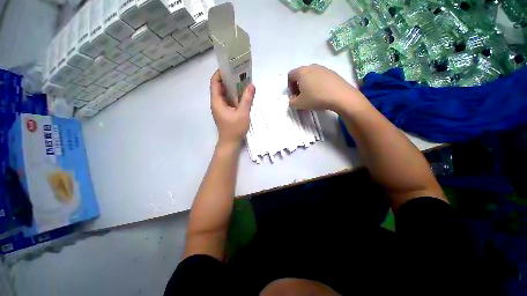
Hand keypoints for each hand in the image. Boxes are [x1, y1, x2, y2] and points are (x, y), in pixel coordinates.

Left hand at [210, 70, 254, 145]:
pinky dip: (234, 96)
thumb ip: (246, 99)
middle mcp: (216, 103)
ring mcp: (220, 108)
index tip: (230, 67)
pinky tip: (242, 95)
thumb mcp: (243, 113)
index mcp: (217, 102)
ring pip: (224, 94)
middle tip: (239, 74)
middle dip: (228, 79)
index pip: (214, 82)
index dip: (220, 73)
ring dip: (232, 88)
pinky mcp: (225, 112)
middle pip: (219, 87)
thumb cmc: (235, 129)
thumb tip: (251, 85)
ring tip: (242, 83)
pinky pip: (228, 100)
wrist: (230, 143)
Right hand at [288, 64, 366, 112]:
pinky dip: (317, 84)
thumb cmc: (316, 98)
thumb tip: (291, 101)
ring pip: (310, 76)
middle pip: (300, 75)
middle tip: (301, 97)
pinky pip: (320, 77)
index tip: (294, 96)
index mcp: (301, 72)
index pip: (290, 76)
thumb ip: (291, 102)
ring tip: (312, 96)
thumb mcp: (299, 104)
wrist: (340, 96)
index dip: (289, 87)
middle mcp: (311, 67)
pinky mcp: (332, 72)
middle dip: (298, 86)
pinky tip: (321, 94)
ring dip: (308, 85)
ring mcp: (323, 68)